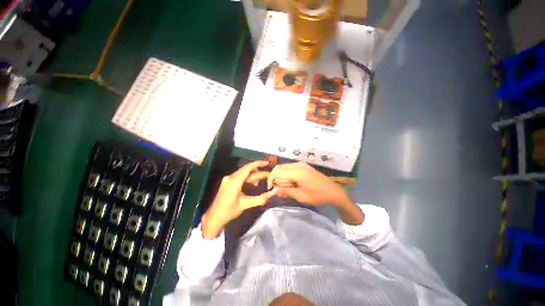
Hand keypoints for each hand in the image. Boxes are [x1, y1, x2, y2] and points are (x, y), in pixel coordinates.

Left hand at [202, 161, 275, 238]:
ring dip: (253, 176)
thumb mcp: (245, 205)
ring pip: (244, 173)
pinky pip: (240, 177)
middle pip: (247, 170)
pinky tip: (252, 184)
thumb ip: (259, 199)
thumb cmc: (229, 211)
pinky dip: (248, 179)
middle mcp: (230, 177)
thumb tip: (271, 194)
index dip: (258, 164)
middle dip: (258, 172)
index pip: (248, 168)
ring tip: (260, 182)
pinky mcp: (228, 182)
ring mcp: (228, 179)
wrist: (214, 217)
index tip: (267, 163)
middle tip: (268, 175)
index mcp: (234, 182)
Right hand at [267, 162, 348, 206]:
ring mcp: (302, 164)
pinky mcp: (304, 166)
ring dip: (282, 178)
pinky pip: (291, 169)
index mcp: (297, 171)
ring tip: (286, 189)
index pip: (277, 170)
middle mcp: (298, 165)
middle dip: (277, 179)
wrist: (333, 191)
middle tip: (279, 190)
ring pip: (285, 168)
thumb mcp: (301, 196)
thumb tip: (275, 189)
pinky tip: (292, 184)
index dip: (271, 179)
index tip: (271, 188)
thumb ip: (286, 191)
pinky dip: (288, 176)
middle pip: (280, 168)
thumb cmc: (318, 195)